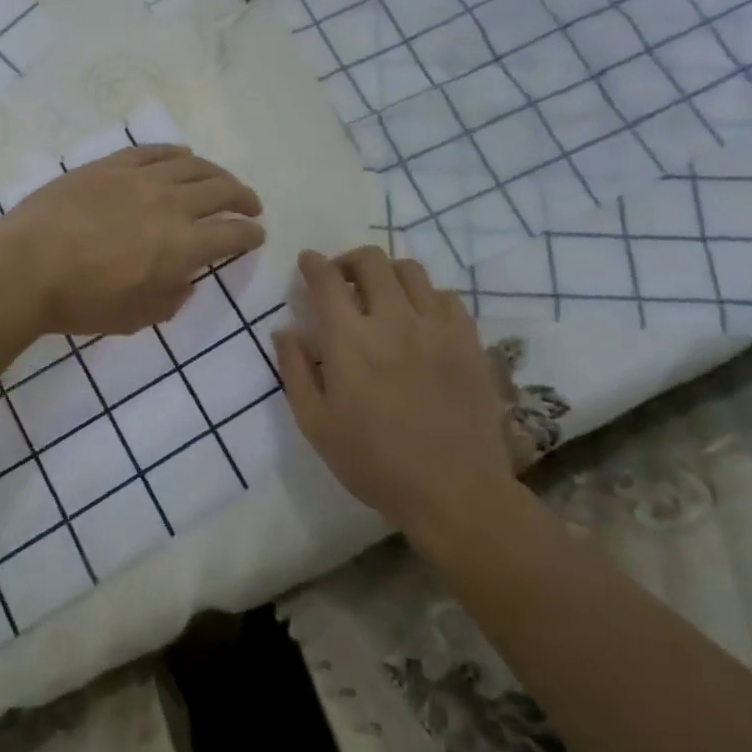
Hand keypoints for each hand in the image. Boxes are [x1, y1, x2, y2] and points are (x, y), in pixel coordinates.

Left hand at [0, 144, 264, 336]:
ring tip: (222, 180)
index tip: (257, 235)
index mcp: (182, 245)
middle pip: (222, 191)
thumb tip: (184, 278)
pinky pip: (152, 150)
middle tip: (250, 205)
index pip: (233, 233)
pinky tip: (183, 155)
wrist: (25, 268)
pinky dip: (175, 152)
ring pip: (192, 165)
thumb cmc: (82, 302)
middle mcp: (171, 203)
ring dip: (216, 173)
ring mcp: (139, 178)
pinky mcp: (110, 165)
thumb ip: (172, 297)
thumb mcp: (137, 317)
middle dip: (244, 198)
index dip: (251, 235)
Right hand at [274, 247, 528, 546]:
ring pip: (410, 270)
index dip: (313, 263)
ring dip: (388, 274)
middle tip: (343, 280)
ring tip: (383, 296)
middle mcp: (392, 319)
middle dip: (349, 261)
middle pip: (370, 261)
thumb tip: (284, 330)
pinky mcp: (468, 340)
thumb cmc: (374, 462)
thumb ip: (295, 370)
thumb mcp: (316, 424)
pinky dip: (426, 296)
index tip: (308, 262)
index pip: (326, 279)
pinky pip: (446, 295)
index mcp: (349, 339)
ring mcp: (435, 326)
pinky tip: (420, 318)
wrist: (454, 491)